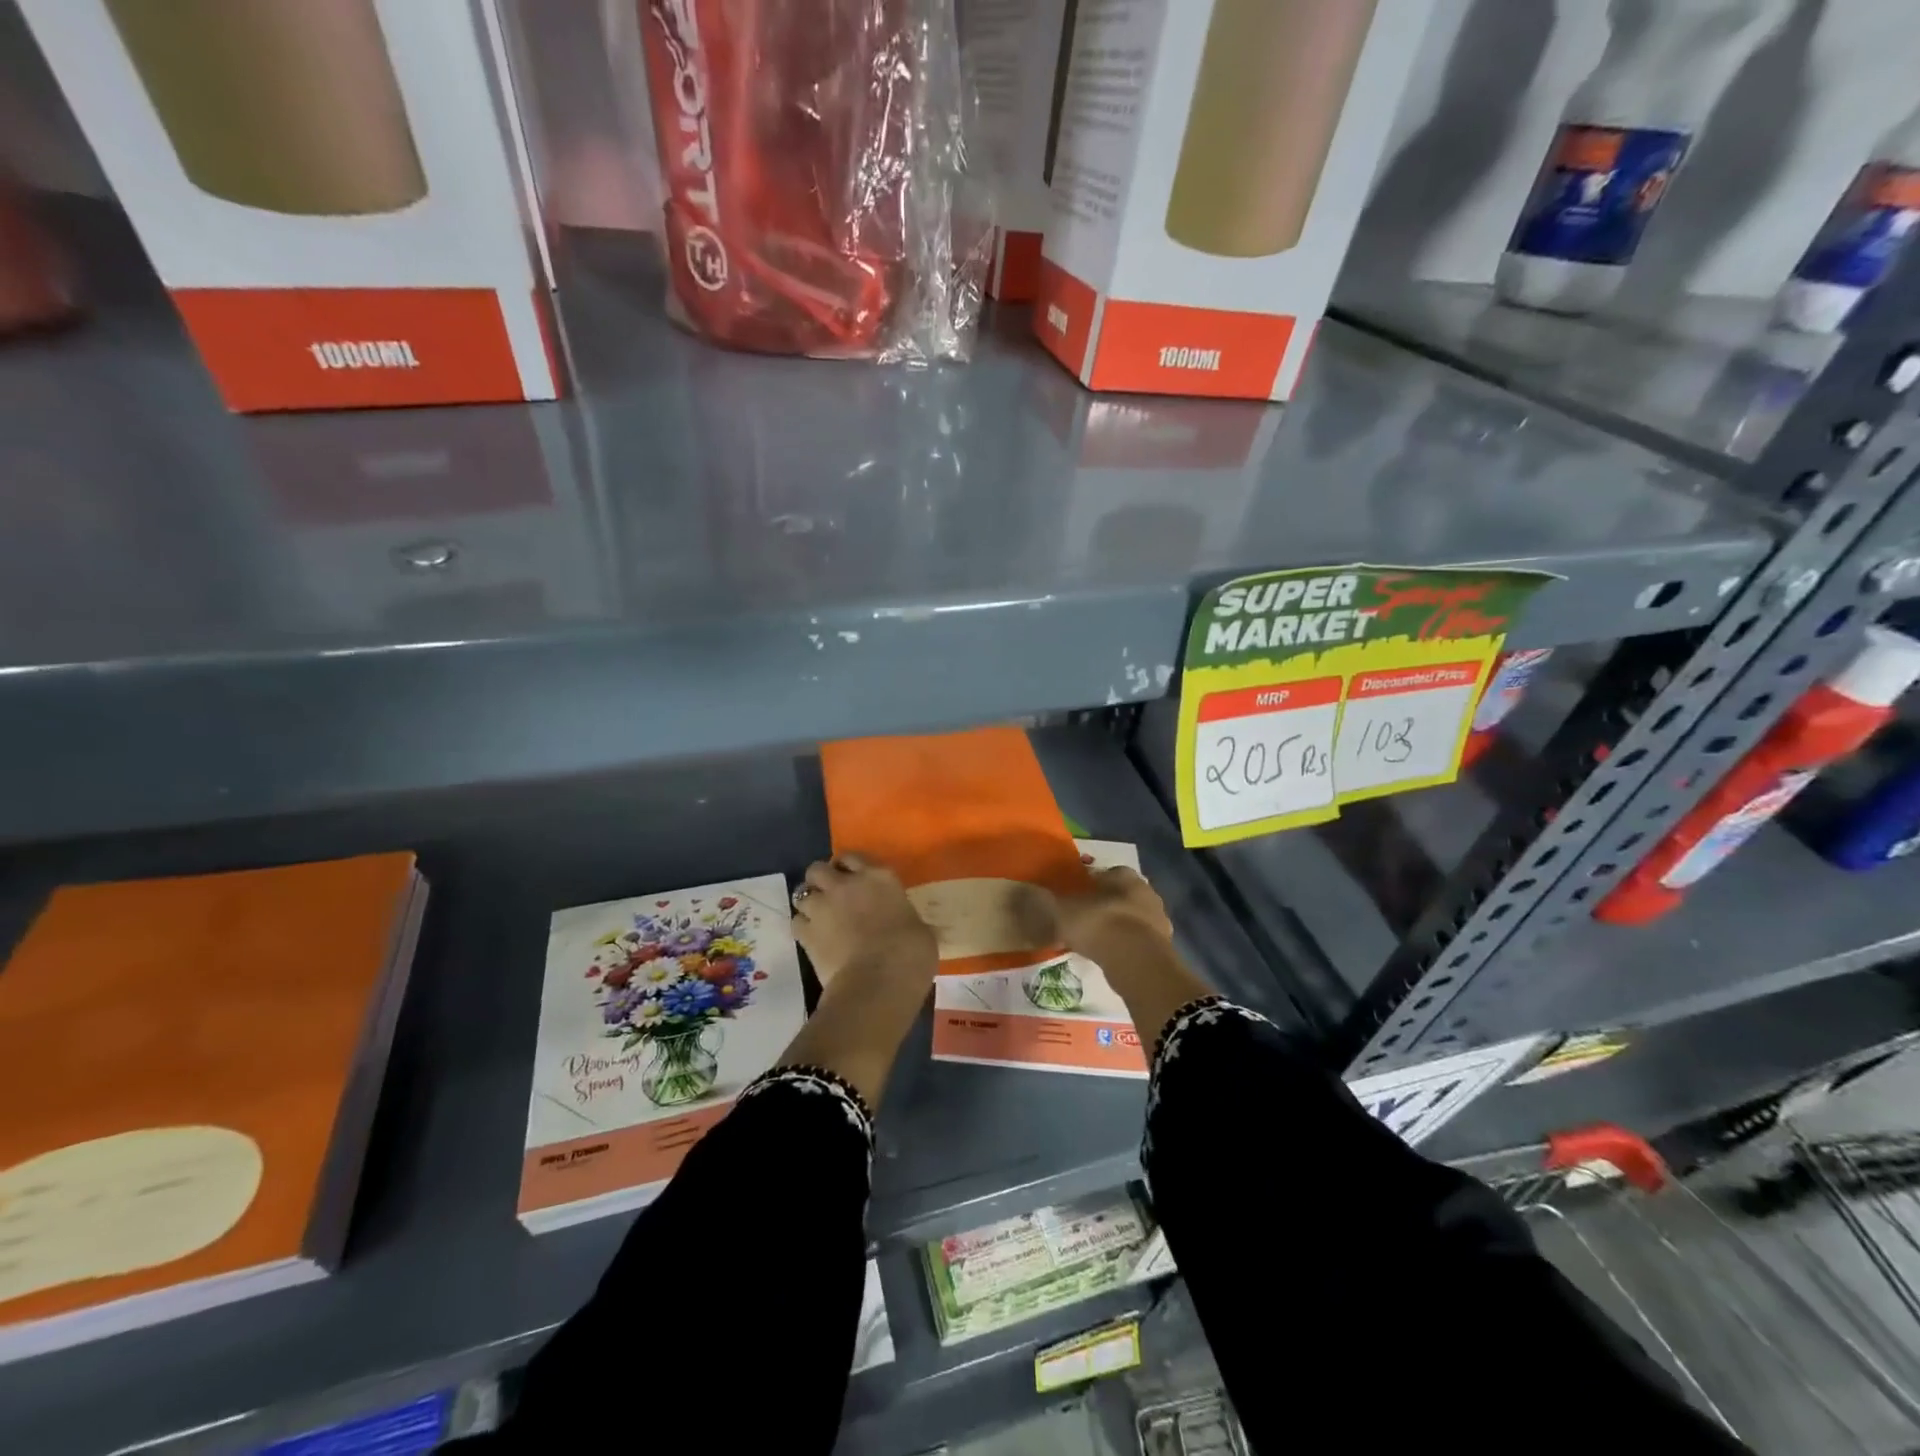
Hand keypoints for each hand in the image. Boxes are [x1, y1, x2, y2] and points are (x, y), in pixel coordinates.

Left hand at [791, 853, 937, 996]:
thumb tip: (906, 925)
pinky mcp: (806, 933)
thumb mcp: (918, 928)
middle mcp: (845, 885)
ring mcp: (822, 907)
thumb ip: (904, 918)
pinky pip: (796, 922)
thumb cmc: (910, 953)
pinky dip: (802, 927)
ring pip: (801, 893)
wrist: (879, 982)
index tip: (851, 877)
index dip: (848, 866)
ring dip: (809, 903)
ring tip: (818, 917)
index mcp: (879, 877)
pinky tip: (812, 938)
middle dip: (821, 880)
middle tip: (830, 895)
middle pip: (818, 869)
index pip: (853, 857)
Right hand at [1055, 867, 1172, 959]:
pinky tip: (1108, 957)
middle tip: (1082, 920)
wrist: (1136, 961)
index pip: (1103, 873)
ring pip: (1130, 919)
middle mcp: (1146, 890)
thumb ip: (1049, 902)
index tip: (1072, 898)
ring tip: (1093, 943)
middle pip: (1119, 895)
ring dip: (1115, 927)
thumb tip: (1030, 894)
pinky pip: (1136, 941)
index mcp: (1123, 874)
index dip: (1086, 885)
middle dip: (1103, 905)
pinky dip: (1123, 947)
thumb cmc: (1098, 924)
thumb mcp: (1063, 910)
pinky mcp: (1163, 946)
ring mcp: (1158, 919)